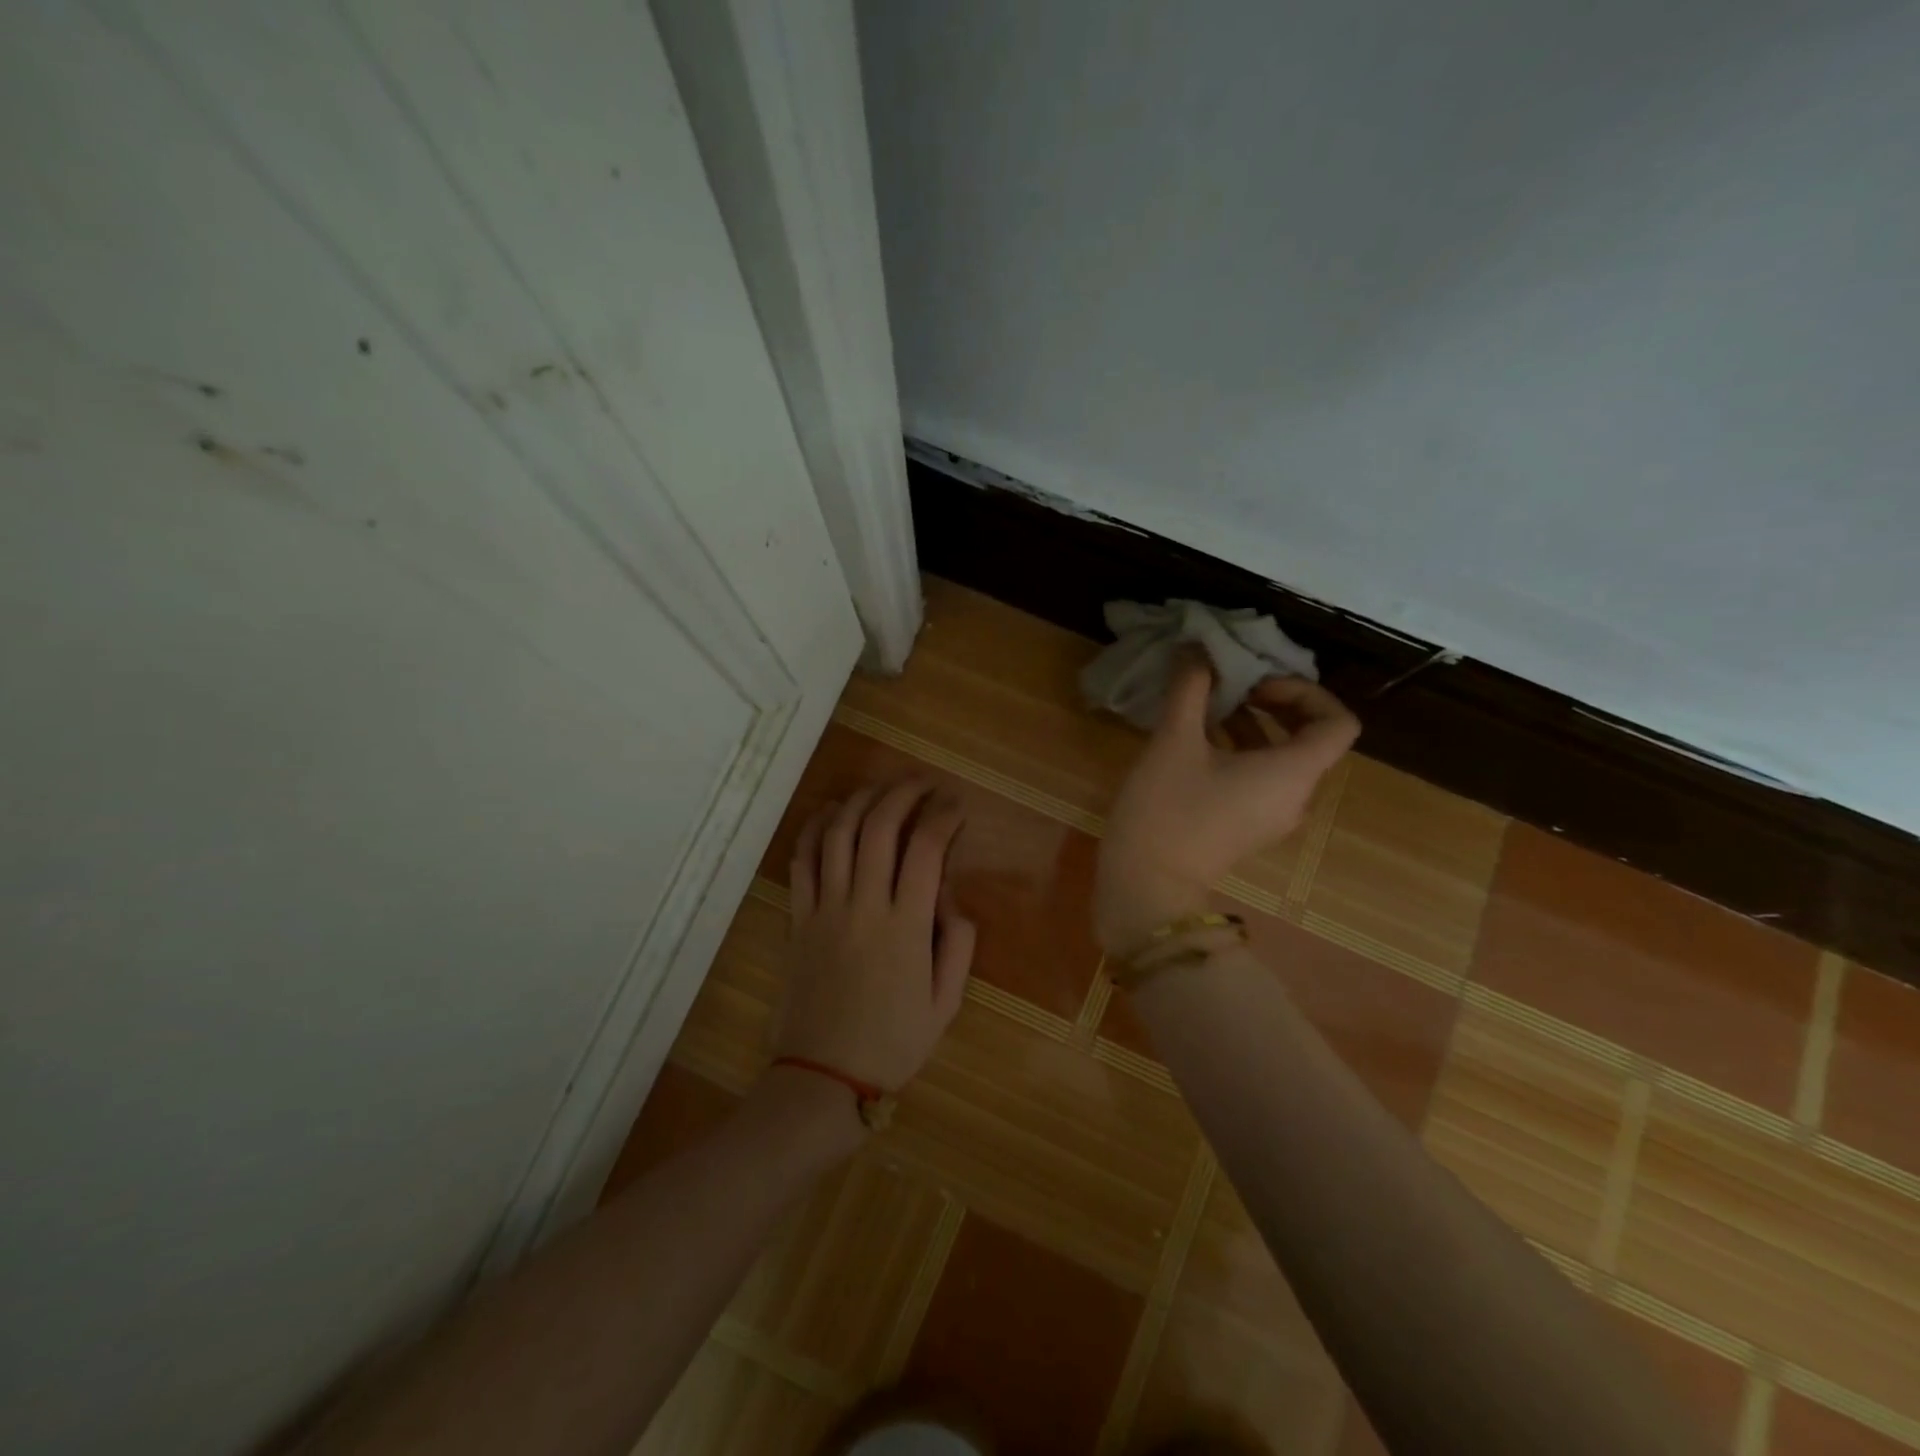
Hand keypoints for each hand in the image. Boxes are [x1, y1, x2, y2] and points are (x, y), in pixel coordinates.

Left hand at [774, 779, 976, 1093]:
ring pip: (839, 834)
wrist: (823, 1078)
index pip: (925, 849)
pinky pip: (802, 861)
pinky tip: (830, 812)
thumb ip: (959, 945)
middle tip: (922, 783)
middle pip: (880, 827)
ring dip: (861, 800)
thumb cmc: (892, 1043)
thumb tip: (951, 898)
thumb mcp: (946, 1004)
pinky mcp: (798, 918)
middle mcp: (864, 906)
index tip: (955, 806)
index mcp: (906, 927)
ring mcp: (825, 909)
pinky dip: (815, 828)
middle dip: (903, 793)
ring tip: (881, 788)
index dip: (943, 817)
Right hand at [1094, 663, 1359, 951]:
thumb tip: (1197, 647)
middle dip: (1274, 703)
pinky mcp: (1248, 826)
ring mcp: (1273, 815)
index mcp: (1293, 773)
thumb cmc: (1167, 809)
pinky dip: (1241, 751)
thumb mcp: (1174, 741)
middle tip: (1231, 687)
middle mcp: (1295, 795)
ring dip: (1252, 724)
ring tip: (1206, 706)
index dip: (1304, 692)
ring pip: (1282, 757)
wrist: (1146, 884)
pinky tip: (1195, 740)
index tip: (1255, 685)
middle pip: (1311, 737)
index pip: (1338, 722)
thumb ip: (1191, 688)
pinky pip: (1261, 778)